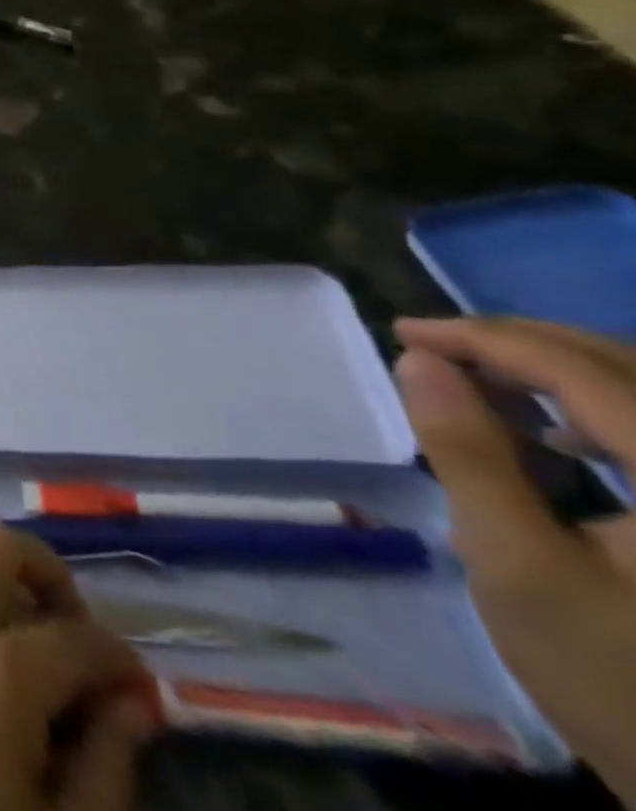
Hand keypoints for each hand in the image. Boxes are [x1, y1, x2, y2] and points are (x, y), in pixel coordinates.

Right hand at [396, 316, 635, 803]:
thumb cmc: (622, 685)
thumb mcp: (519, 567)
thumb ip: (468, 454)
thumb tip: (419, 361)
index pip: (584, 371)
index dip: (485, 339)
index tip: (404, 331)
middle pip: (629, 368)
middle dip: (522, 345)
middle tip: (433, 347)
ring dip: (560, 374)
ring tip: (479, 382)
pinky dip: (603, 415)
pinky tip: (558, 437)